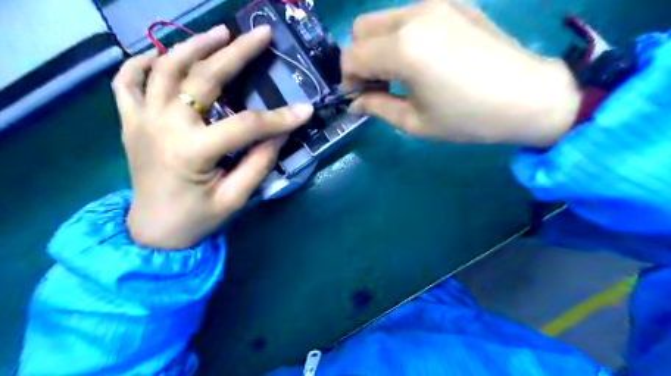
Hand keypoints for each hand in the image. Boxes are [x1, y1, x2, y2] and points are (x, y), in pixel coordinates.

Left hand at [112, 25, 314, 248]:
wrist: (152, 232)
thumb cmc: (197, 218)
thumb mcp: (235, 198)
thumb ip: (259, 162)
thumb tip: (280, 133)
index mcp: (192, 152)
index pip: (245, 126)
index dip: (278, 118)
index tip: (305, 110)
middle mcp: (163, 127)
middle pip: (202, 79)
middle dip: (236, 54)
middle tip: (260, 35)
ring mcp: (141, 120)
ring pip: (165, 68)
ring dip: (194, 45)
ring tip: (221, 32)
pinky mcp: (130, 122)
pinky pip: (127, 81)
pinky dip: (143, 62)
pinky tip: (164, 54)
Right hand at [342, 0, 578, 144]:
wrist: (528, 96)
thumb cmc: (468, 118)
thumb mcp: (415, 122)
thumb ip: (377, 107)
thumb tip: (355, 103)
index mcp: (404, 48)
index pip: (352, 56)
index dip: (348, 80)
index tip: (360, 98)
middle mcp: (415, 15)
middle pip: (362, 29)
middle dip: (360, 59)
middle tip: (377, 85)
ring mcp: (437, 3)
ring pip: (384, 19)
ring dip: (379, 46)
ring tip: (399, 74)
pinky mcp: (454, 3)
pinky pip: (410, 15)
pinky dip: (402, 36)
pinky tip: (423, 59)